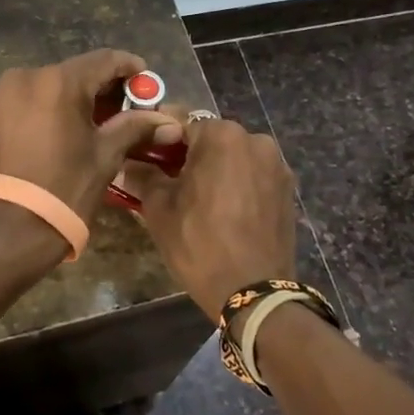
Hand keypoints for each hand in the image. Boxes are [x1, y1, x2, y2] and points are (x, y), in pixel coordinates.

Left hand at [0, 51, 183, 224]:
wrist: (8, 230)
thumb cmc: (64, 190)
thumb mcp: (105, 156)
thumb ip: (135, 127)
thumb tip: (168, 122)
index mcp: (59, 82)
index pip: (104, 60)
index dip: (130, 68)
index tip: (147, 83)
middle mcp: (27, 76)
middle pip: (77, 71)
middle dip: (104, 87)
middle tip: (128, 111)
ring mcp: (4, 93)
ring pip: (52, 84)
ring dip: (77, 97)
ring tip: (98, 124)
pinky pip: (31, 98)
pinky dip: (52, 107)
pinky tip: (67, 130)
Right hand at [119, 113, 296, 320]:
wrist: (254, 293)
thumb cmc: (200, 243)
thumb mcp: (159, 209)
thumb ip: (142, 176)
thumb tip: (125, 163)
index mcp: (222, 135)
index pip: (181, 121)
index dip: (159, 137)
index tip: (145, 154)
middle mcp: (254, 139)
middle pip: (211, 137)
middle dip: (189, 153)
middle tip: (167, 179)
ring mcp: (276, 164)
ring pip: (234, 156)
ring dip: (215, 168)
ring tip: (197, 198)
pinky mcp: (288, 189)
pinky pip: (253, 175)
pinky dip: (237, 183)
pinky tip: (224, 209)